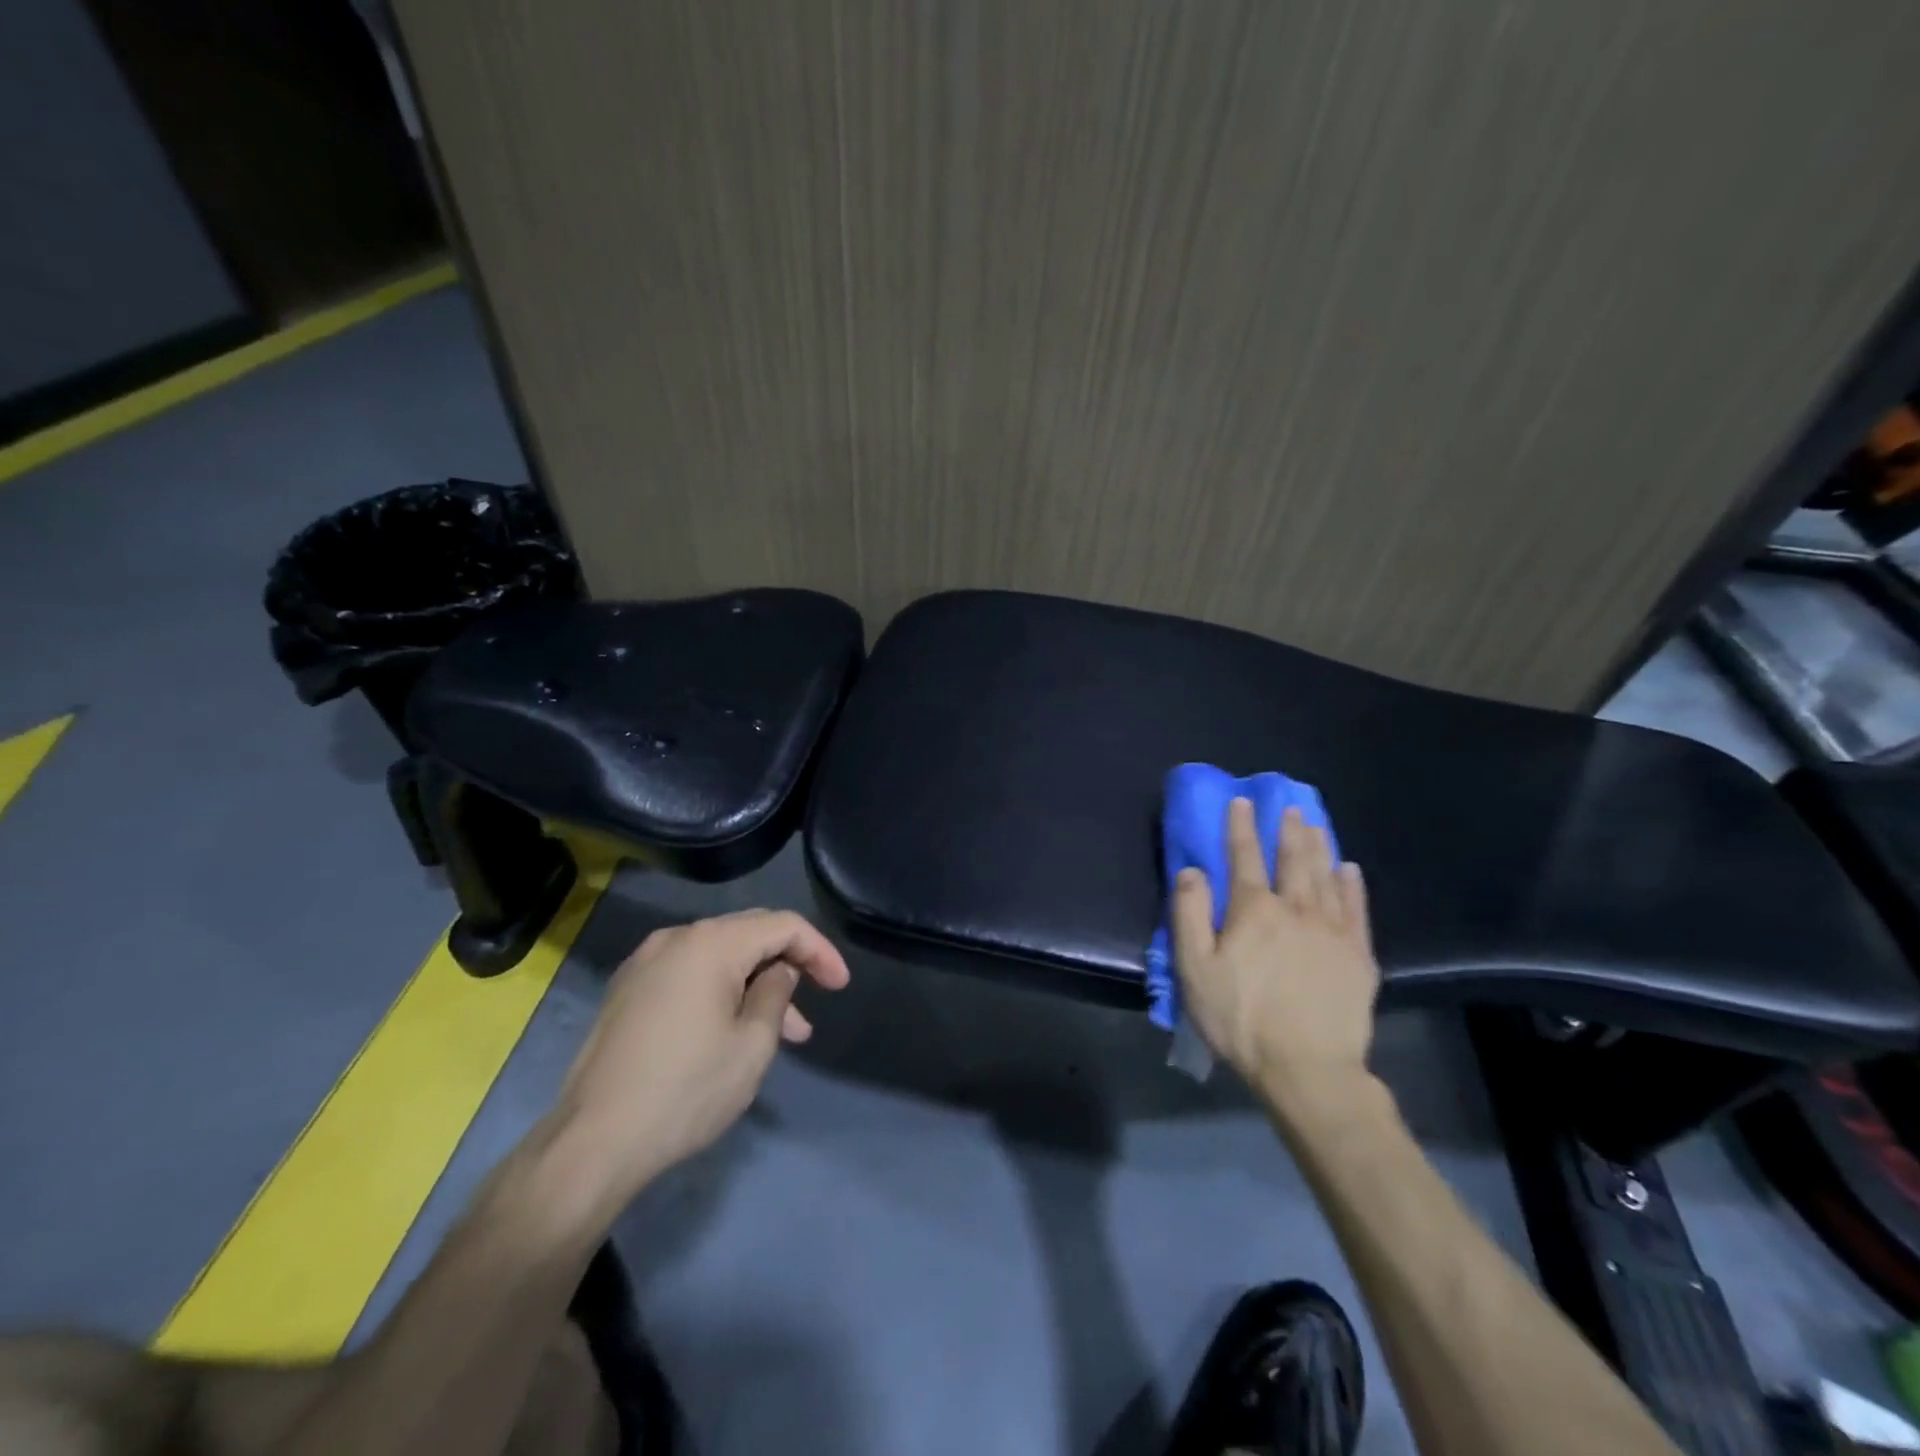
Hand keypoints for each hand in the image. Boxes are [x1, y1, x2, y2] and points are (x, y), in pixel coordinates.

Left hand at [552, 910, 851, 1199]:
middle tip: (815, 1004)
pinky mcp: (628, 990)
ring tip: (782, 1032)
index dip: (819, 950)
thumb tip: (780, 971)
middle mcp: (676, 938)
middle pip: (749, 933)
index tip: (841, 987)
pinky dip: (722, 990)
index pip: (782, 925)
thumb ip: (777, 994)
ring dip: (755, 984)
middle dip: (788, 964)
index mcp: (710, 943)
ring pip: (719, 956)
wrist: (591, 1143)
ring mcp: (646, 962)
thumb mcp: (752, 1046)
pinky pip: (690, 973)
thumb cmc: (685, 1092)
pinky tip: (733, 1028)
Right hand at [1172, 800, 1378, 1116]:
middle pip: (1292, 860)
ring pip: (1325, 877)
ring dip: (1319, 847)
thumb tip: (1192, 870)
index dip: (1241, 827)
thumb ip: (1189, 914)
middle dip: (1288, 830)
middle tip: (1290, 806)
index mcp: (1253, 911)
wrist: (1308, 1068)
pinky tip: (1349, 870)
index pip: (1244, 857)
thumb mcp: (1195, 969)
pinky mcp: (1358, 956)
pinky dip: (1352, 886)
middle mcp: (1295, 909)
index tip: (1241, 801)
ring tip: (1316, 824)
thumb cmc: (1241, 1019)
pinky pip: (1357, 909)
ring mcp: (1332, 931)